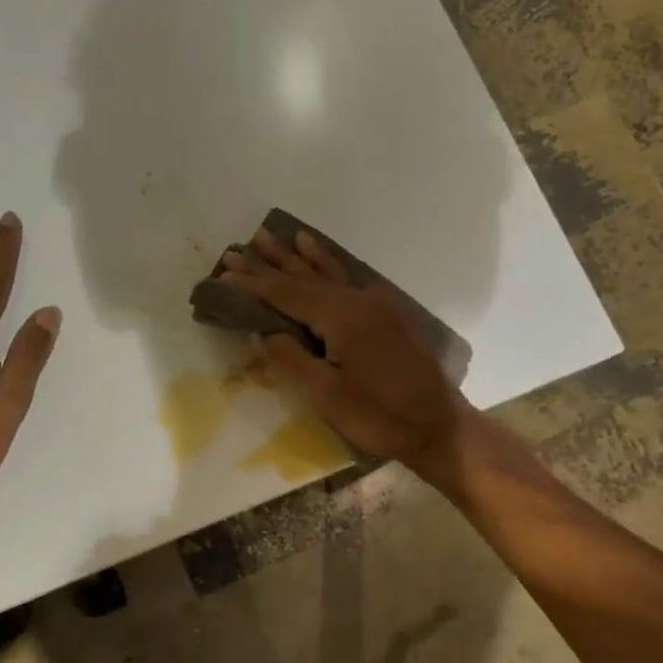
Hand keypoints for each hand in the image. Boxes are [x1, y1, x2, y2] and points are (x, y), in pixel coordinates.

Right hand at [221, 228, 472, 480]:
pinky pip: (350, 279)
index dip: (254, 284)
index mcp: (340, 317)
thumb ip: (292, 359)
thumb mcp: (327, 395)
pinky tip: (323, 257)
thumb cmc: (379, 416)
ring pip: (329, 273)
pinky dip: (331, 265)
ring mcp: (375, 305)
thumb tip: (263, 332)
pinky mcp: (387, 315)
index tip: (224, 273)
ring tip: (279, 236)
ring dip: (300, 256)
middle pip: (305, 278)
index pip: (287, 295)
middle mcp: (357, 300)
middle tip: (239, 248)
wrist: (438, 426)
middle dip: (270, 264)